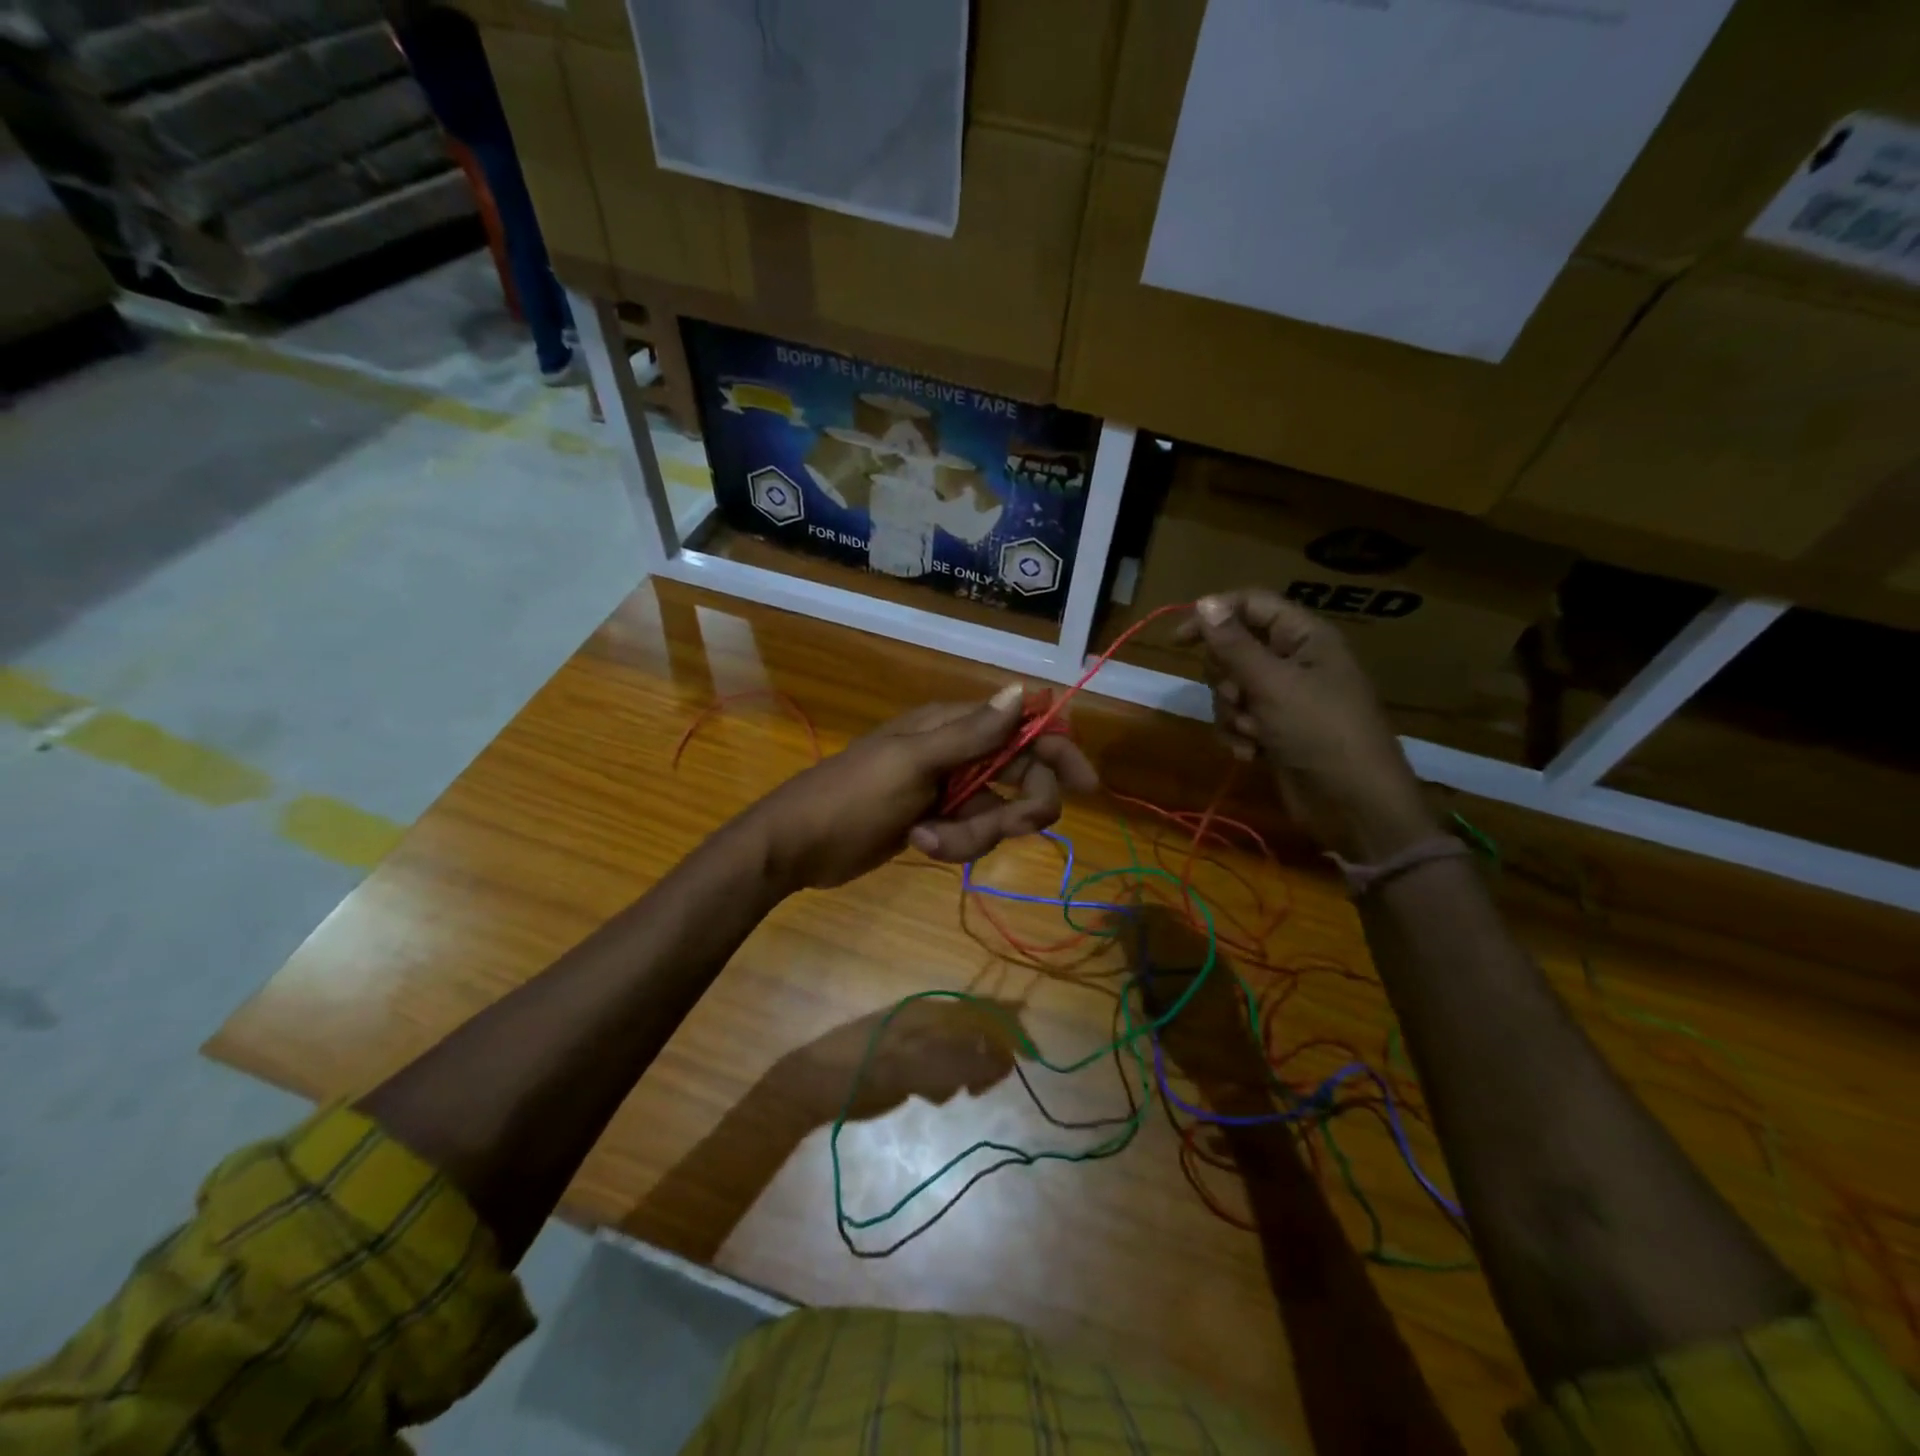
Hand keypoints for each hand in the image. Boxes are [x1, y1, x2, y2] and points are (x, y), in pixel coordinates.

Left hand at [745, 685, 1098, 890]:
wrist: (799, 845)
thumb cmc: (852, 795)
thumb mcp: (913, 763)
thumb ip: (973, 733)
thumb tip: (1024, 690)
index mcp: (953, 726)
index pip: (1023, 727)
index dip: (1058, 750)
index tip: (1085, 784)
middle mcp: (958, 752)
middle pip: (1022, 775)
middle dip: (1017, 807)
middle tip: (1006, 828)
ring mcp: (949, 790)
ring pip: (999, 812)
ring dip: (974, 835)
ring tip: (928, 839)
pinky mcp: (939, 821)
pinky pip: (973, 833)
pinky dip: (954, 845)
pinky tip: (919, 844)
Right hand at [1176, 591, 1435, 862]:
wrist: (1352, 804)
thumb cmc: (1320, 732)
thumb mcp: (1272, 684)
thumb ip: (1234, 644)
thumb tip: (1205, 602)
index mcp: (1304, 638)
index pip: (1251, 605)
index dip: (1214, 616)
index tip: (1178, 640)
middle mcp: (1294, 662)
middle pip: (1234, 650)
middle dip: (1226, 679)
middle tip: (1239, 699)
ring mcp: (1284, 699)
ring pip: (1230, 689)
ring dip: (1231, 714)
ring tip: (1253, 734)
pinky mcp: (1275, 730)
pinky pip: (1238, 719)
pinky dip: (1238, 735)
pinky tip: (1252, 754)